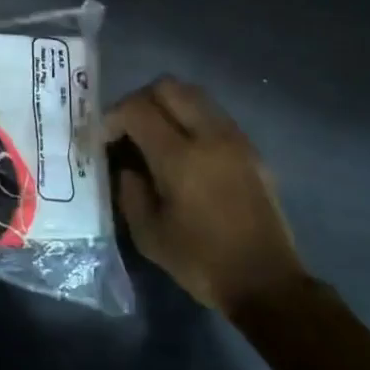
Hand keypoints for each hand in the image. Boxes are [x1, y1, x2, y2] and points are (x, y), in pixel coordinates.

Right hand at [107, 77, 306, 314]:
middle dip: (140, 100)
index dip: (113, 117)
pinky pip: (213, 115)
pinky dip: (191, 119)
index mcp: (180, 157)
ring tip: (154, 137)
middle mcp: (210, 136)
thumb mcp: (148, 234)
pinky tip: (184, 152)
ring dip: (167, 106)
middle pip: (168, 87)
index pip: (138, 109)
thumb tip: (127, 166)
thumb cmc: (201, 261)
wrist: (265, 282)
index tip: (104, 140)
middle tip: (128, 129)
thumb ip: (130, 191)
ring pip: (194, 95)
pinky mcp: (251, 149)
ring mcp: (235, 139)